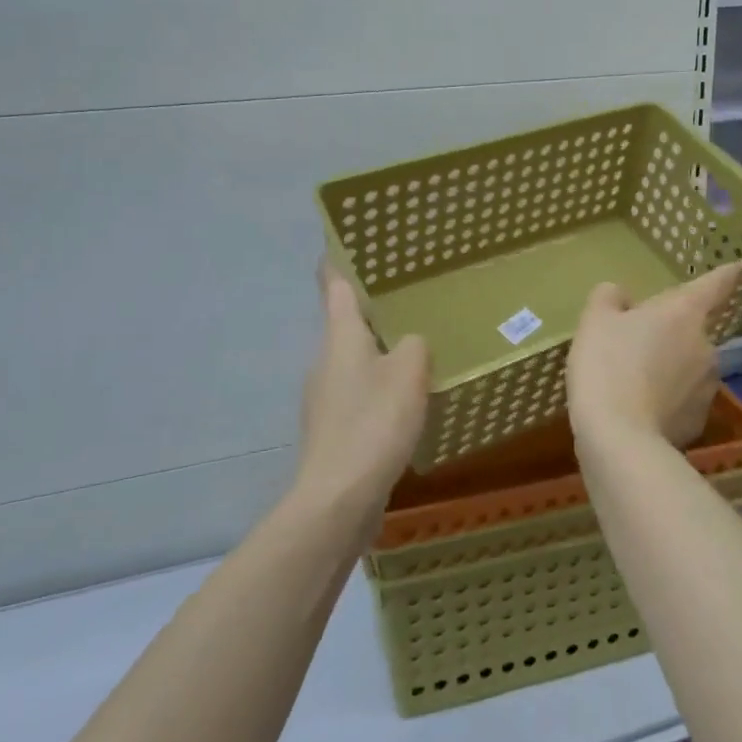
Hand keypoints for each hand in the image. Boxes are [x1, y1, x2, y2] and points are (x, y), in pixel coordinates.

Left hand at [296, 263, 429, 538]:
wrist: (338, 499)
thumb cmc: (373, 423)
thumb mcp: (408, 373)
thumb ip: (414, 345)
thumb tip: (410, 342)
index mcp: (340, 337)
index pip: (334, 285)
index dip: (339, 261)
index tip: (349, 243)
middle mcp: (326, 361)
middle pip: (345, 324)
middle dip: (371, 311)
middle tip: (408, 298)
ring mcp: (325, 398)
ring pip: (354, 361)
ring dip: (379, 353)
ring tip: (415, 349)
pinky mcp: (333, 430)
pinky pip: (359, 395)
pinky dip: (379, 389)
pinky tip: (405, 402)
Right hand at [566, 264, 741, 451]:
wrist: (619, 437)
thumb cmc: (607, 364)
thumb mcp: (594, 320)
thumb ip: (609, 298)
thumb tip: (622, 298)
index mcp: (684, 313)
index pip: (714, 285)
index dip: (726, 274)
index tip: (739, 266)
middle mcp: (706, 345)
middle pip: (691, 331)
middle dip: (669, 334)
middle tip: (633, 345)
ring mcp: (708, 386)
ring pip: (688, 367)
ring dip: (669, 368)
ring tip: (633, 383)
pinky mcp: (700, 421)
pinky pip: (683, 401)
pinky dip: (667, 401)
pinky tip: (640, 411)